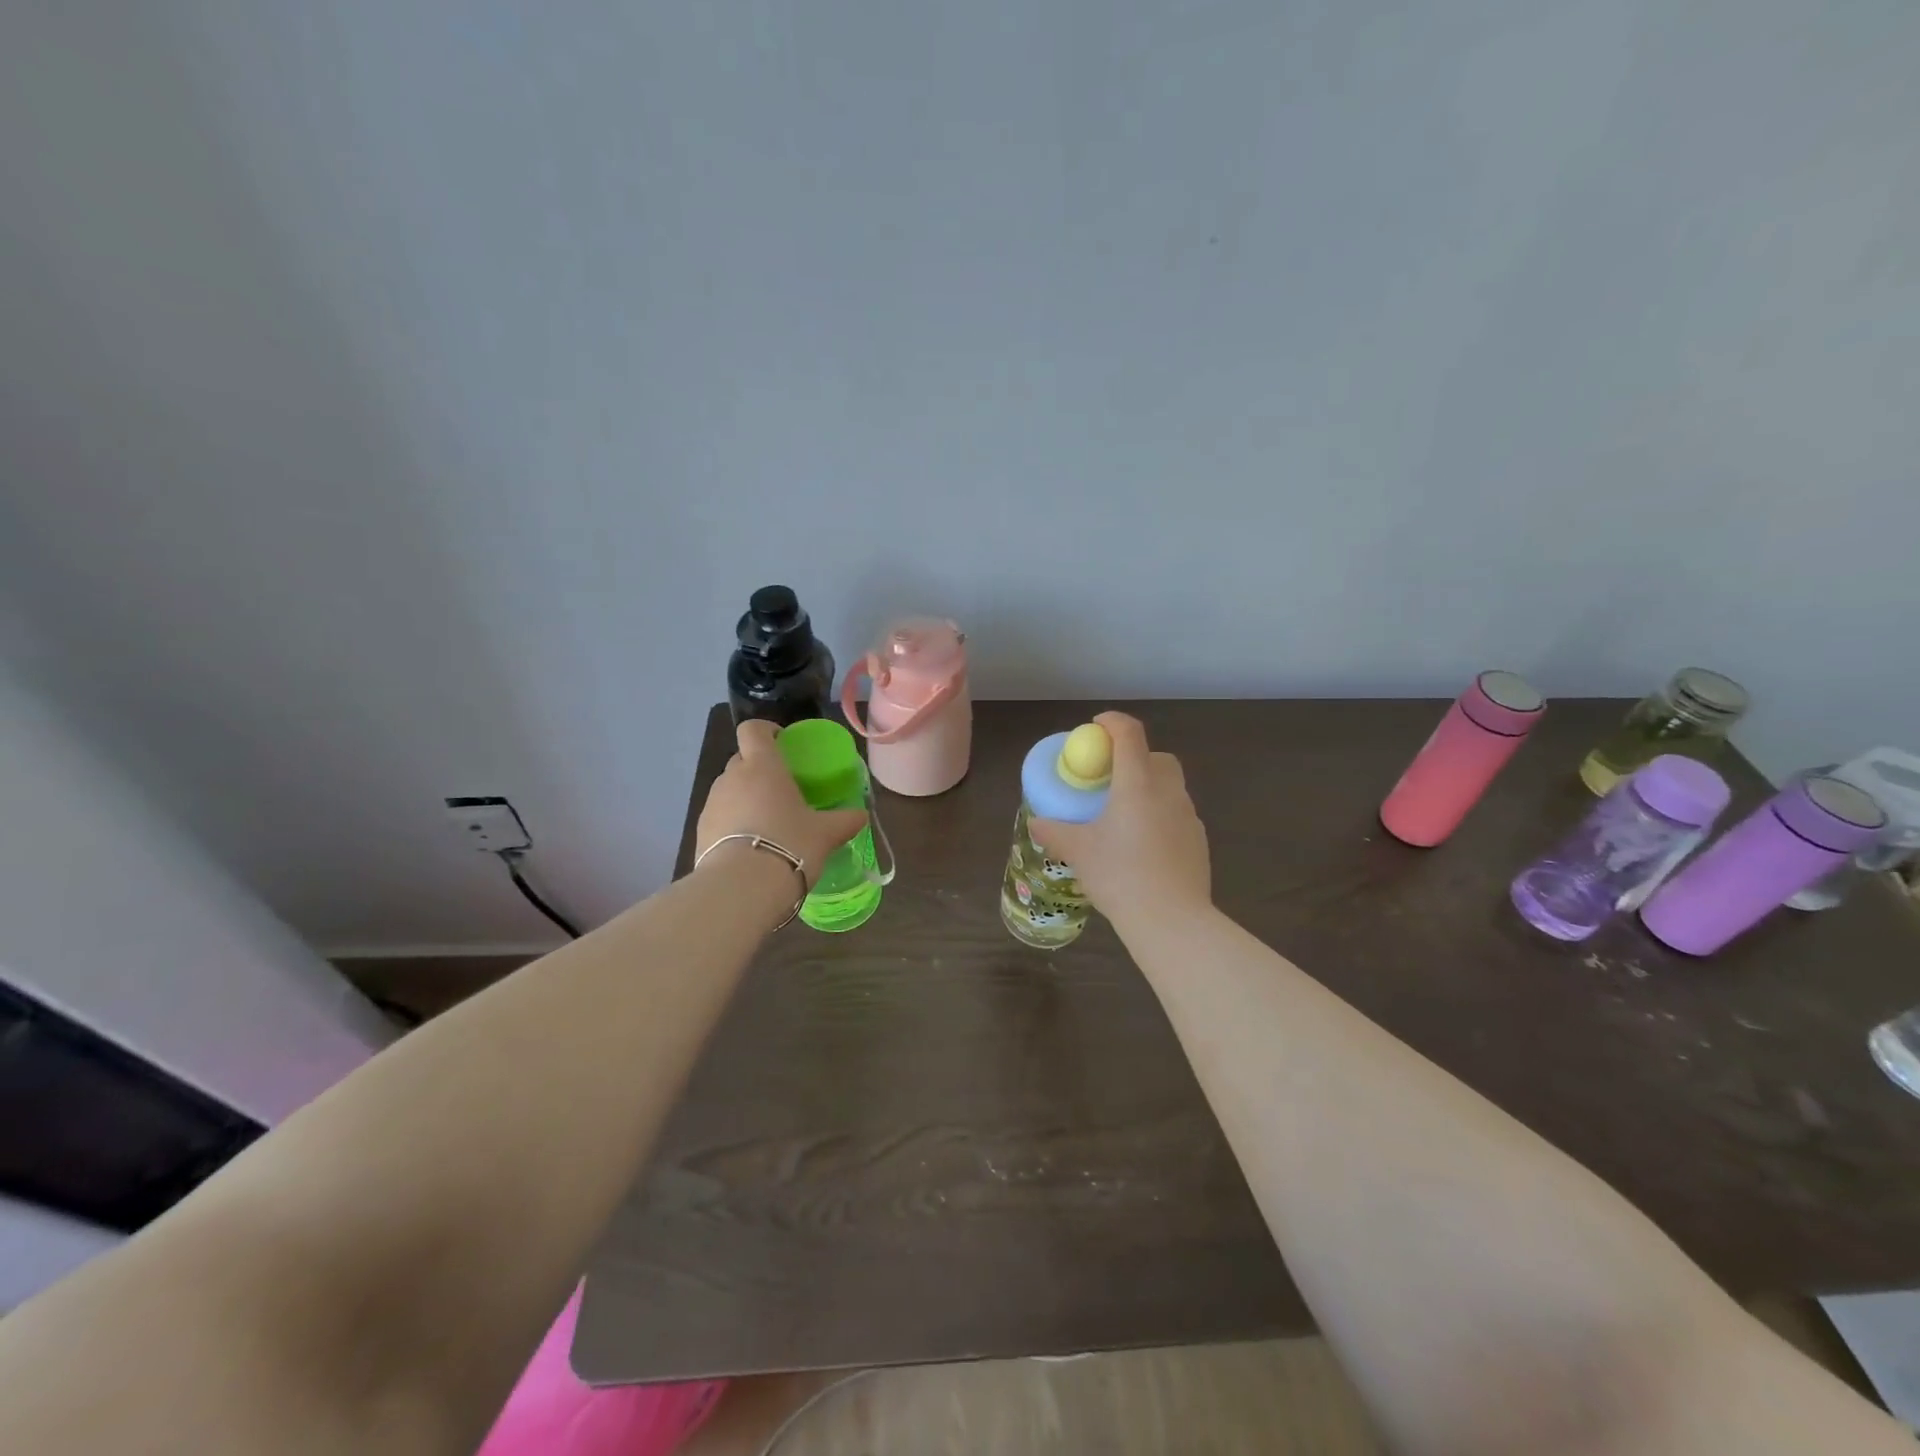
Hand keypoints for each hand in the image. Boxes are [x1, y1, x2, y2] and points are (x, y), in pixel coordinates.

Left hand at [696, 720, 867, 888]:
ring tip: (766, 823)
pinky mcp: (699, 831)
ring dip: (745, 797)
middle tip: (781, 790)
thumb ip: (845, 821)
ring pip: (729, 789)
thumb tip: (861, 816)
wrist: (742, 888)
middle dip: (758, 769)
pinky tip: (750, 847)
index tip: (782, 742)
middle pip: (741, 760)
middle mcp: (732, 777)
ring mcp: (711, 804)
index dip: (765, 730)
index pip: (753, 730)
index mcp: (763, 766)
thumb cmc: (790, 845)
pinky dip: (732, 823)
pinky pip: (719, 816)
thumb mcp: (826, 834)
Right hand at [1031, 712, 1210, 928]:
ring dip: (1149, 789)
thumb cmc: (1120, 876)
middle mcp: (1168, 792)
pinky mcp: (1199, 841)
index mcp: (1138, 784)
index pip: (1129, 734)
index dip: (1112, 723)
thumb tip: (1037, 822)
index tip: (1096, 727)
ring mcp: (1189, 816)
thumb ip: (1055, 832)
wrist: (1172, 920)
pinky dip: (1160, 817)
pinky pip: (1177, 816)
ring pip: (1170, 787)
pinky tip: (1144, 846)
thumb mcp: (1078, 852)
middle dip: (1135, 758)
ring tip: (1124, 817)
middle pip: (1157, 757)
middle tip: (1110, 779)